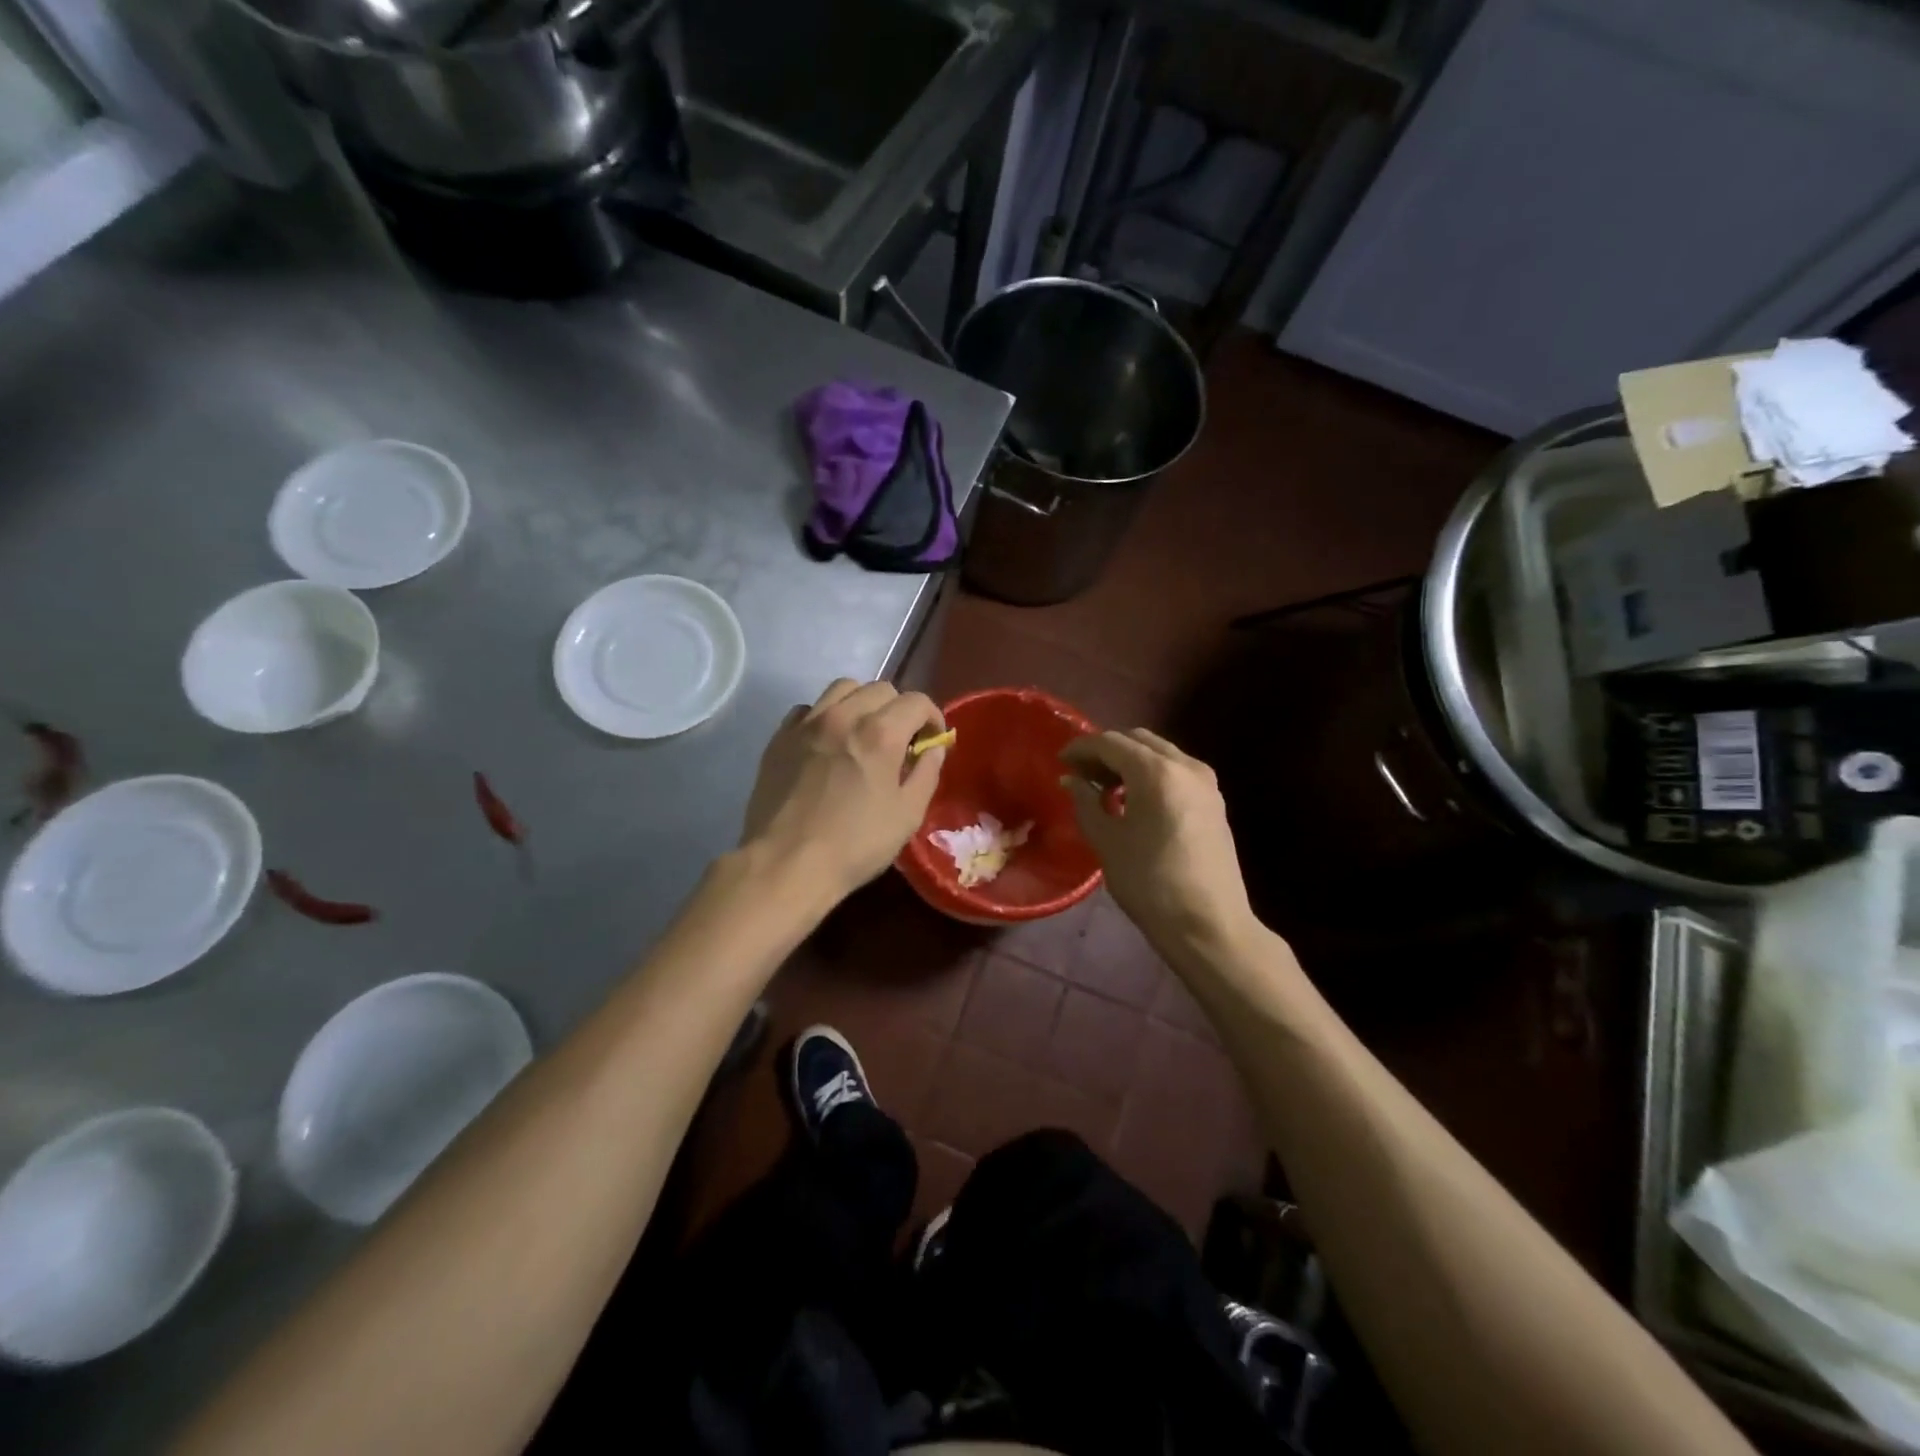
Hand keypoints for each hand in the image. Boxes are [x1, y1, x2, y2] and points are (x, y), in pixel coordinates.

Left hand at [741, 678, 945, 901]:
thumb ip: (926, 773)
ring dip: (862, 703)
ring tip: (863, 733)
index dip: (932, 717)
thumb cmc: (855, 844)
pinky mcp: (780, 738)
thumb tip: (935, 748)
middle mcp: (844, 716)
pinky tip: (827, 742)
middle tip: (900, 741)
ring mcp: (807, 724)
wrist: (786, 864)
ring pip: (842, 688)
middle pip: (880, 688)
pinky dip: (825, 716)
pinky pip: (808, 709)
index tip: (931, 741)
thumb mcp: (907, 815)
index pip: (917, 701)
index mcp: (880, 733)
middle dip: (899, 709)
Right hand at [1060, 729, 1256, 958]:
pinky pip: (1175, 770)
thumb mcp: (1107, 841)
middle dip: (1106, 751)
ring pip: (1159, 753)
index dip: (1081, 748)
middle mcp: (1185, 765)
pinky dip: (1150, 773)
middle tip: (1080, 773)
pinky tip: (1133, 799)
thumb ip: (1086, 802)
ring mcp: (1205, 782)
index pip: (1110, 743)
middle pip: (1137, 740)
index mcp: (1156, 771)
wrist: (1208, 924)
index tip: (1060, 762)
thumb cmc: (1150, 883)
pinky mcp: (1214, 800)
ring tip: (1104, 787)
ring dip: (1129, 761)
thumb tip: (1072, 780)